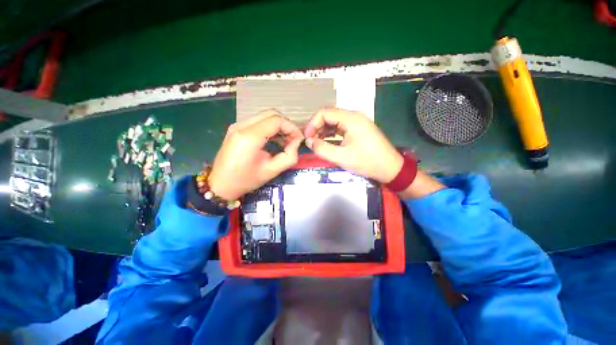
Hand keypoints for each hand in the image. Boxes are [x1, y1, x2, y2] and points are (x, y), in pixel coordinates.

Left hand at [208, 109, 302, 199]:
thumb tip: (297, 143)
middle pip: (271, 114)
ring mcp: (237, 125)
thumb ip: (289, 156)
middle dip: (286, 125)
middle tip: (293, 140)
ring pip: (264, 117)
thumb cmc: (246, 180)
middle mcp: (242, 126)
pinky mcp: (236, 129)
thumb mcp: (272, 171)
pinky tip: (274, 140)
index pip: (277, 120)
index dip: (291, 128)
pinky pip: (257, 122)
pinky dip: (269, 128)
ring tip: (285, 141)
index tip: (298, 140)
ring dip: (278, 126)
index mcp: (250, 136)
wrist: (220, 185)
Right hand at [304, 108, 402, 183]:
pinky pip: (341, 127)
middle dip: (317, 127)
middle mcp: (354, 116)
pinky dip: (332, 133)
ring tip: (316, 143)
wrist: (390, 168)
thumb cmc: (367, 162)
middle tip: (310, 142)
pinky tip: (327, 142)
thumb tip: (308, 142)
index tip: (307, 138)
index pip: (324, 113)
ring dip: (323, 130)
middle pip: (329, 115)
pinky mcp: (359, 129)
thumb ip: (322, 149)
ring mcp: (358, 122)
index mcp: (351, 119)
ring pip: (335, 121)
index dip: (312, 124)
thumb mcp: (342, 157)